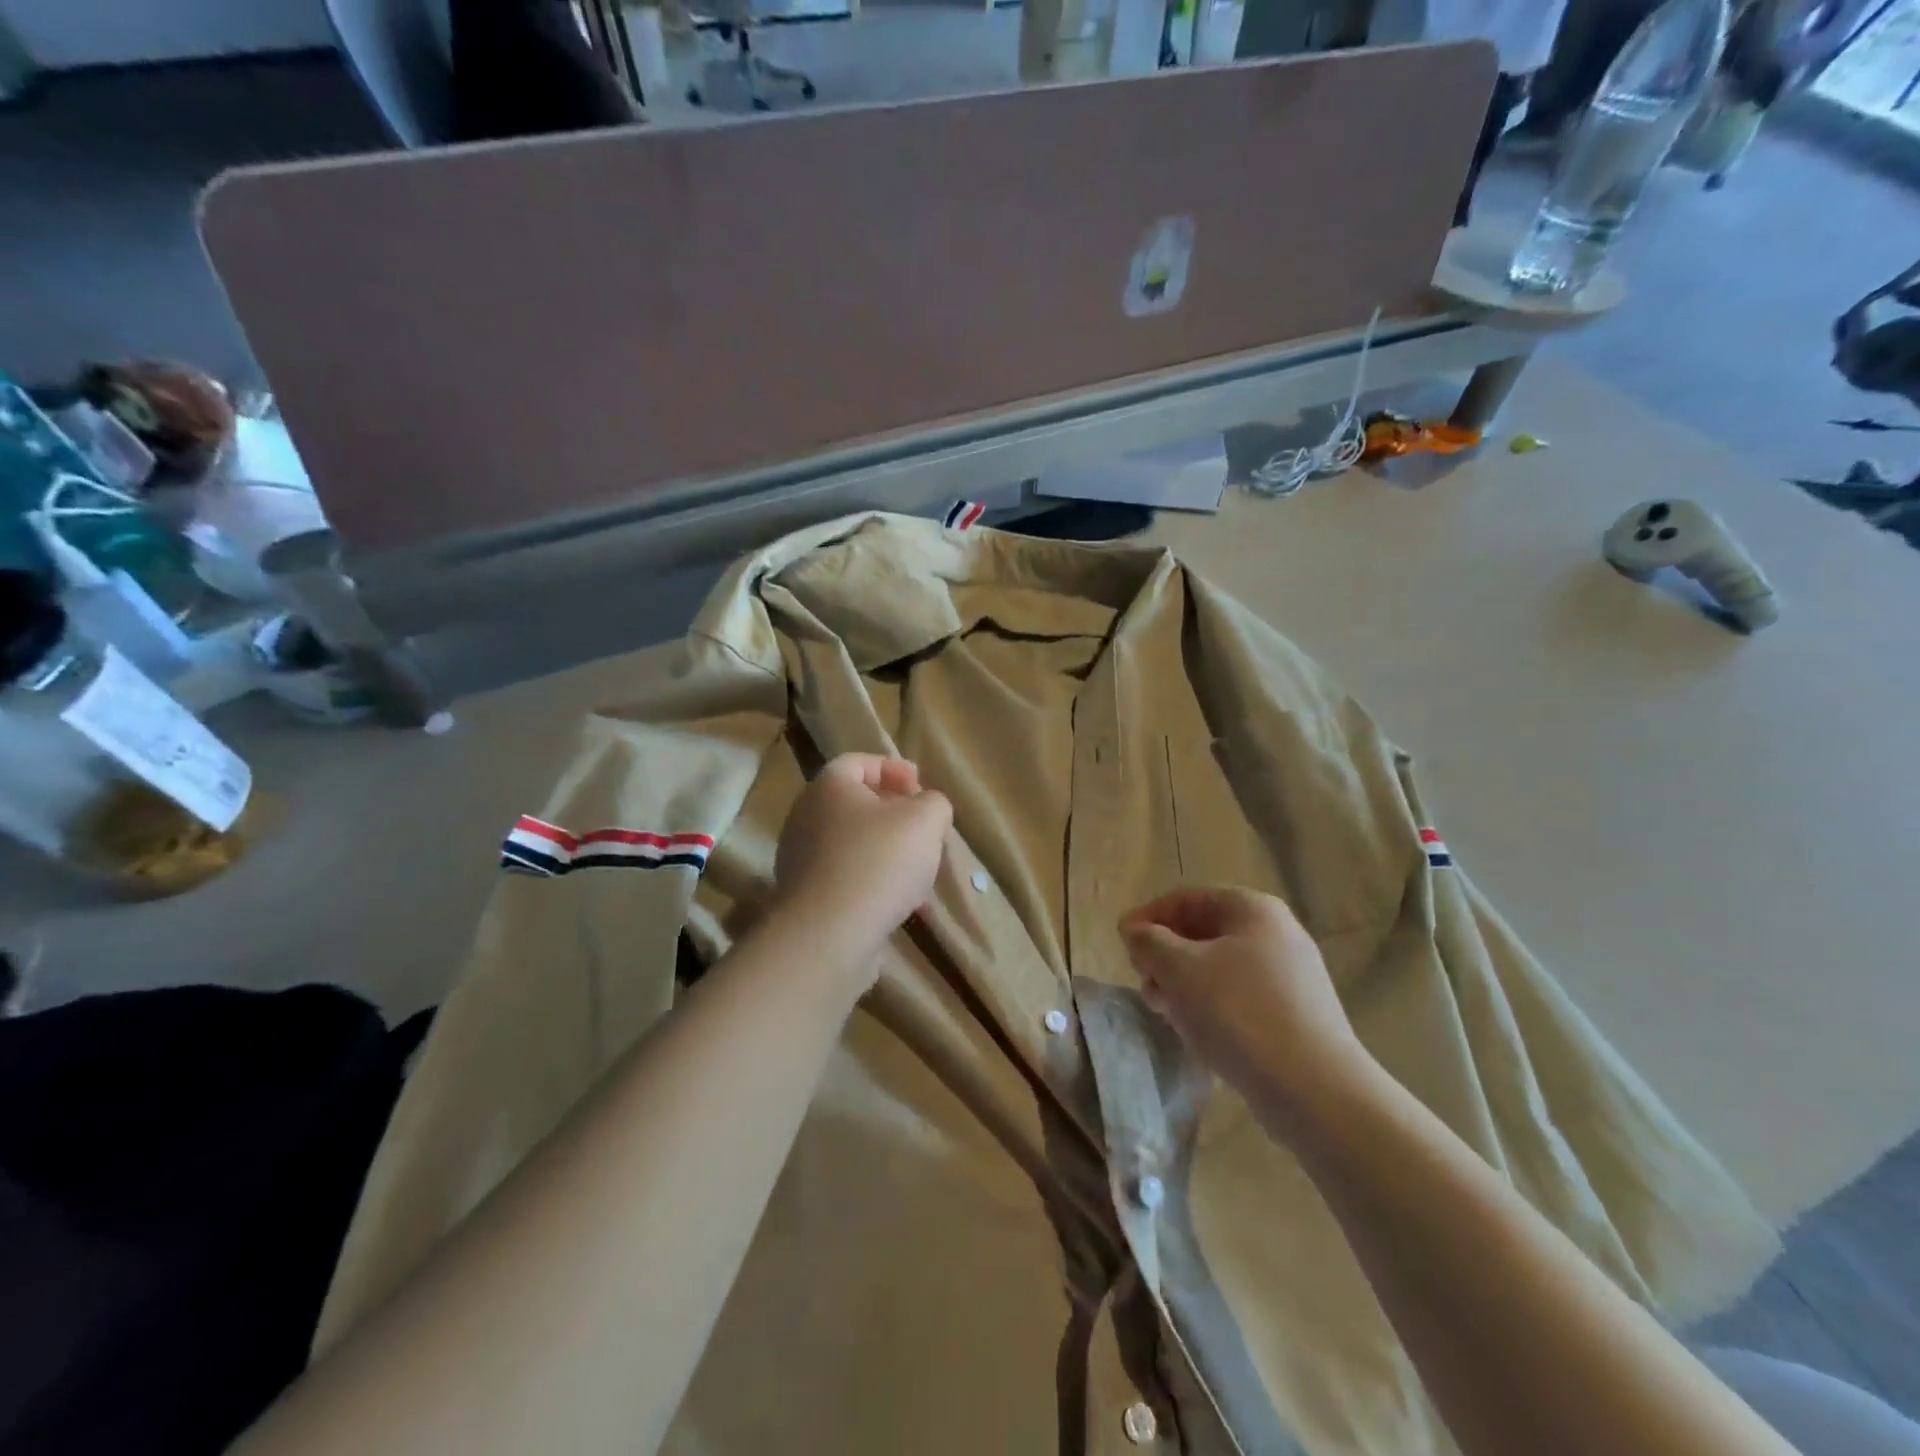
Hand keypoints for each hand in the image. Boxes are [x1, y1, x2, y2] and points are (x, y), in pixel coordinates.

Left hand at [772, 754, 952, 986]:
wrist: (830, 933)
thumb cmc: (879, 861)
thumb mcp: (926, 819)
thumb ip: (934, 803)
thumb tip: (928, 808)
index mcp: (829, 786)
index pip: (858, 762)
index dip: (893, 769)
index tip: (921, 788)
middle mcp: (806, 816)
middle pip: (856, 804)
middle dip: (895, 815)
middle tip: (924, 830)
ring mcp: (801, 858)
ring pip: (853, 843)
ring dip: (888, 852)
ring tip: (919, 872)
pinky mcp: (805, 896)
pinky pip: (845, 877)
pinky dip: (873, 881)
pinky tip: (900, 902)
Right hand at [1119, 887, 1376, 1132]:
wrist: (1315, 1092)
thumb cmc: (1239, 1013)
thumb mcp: (1179, 969)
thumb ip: (1149, 942)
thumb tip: (1135, 930)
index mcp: (1253, 909)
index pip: (1187, 898)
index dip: (1149, 917)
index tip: (1122, 944)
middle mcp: (1276, 933)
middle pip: (1203, 932)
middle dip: (1165, 955)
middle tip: (1143, 982)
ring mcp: (1290, 976)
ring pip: (1219, 968)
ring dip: (1183, 983)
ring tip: (1163, 1011)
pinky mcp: (1294, 1015)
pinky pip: (1239, 997)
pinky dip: (1210, 1006)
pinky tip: (1195, 1032)